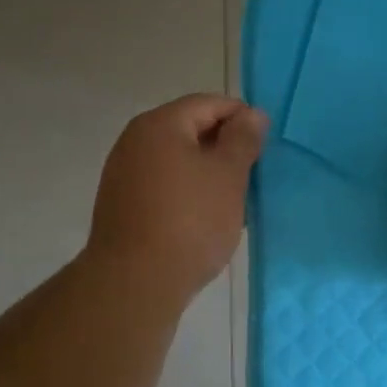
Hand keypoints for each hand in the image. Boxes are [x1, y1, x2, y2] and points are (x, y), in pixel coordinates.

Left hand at [87, 95, 266, 301]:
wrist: (135, 283)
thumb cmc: (190, 222)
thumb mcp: (228, 176)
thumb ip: (243, 139)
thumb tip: (251, 114)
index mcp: (160, 124)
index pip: (209, 103)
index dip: (242, 117)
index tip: (266, 144)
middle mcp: (134, 141)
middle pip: (189, 129)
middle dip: (224, 147)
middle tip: (253, 173)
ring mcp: (123, 174)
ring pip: (176, 160)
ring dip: (207, 173)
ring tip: (234, 199)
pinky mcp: (121, 205)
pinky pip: (162, 185)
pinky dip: (186, 192)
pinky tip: (204, 218)